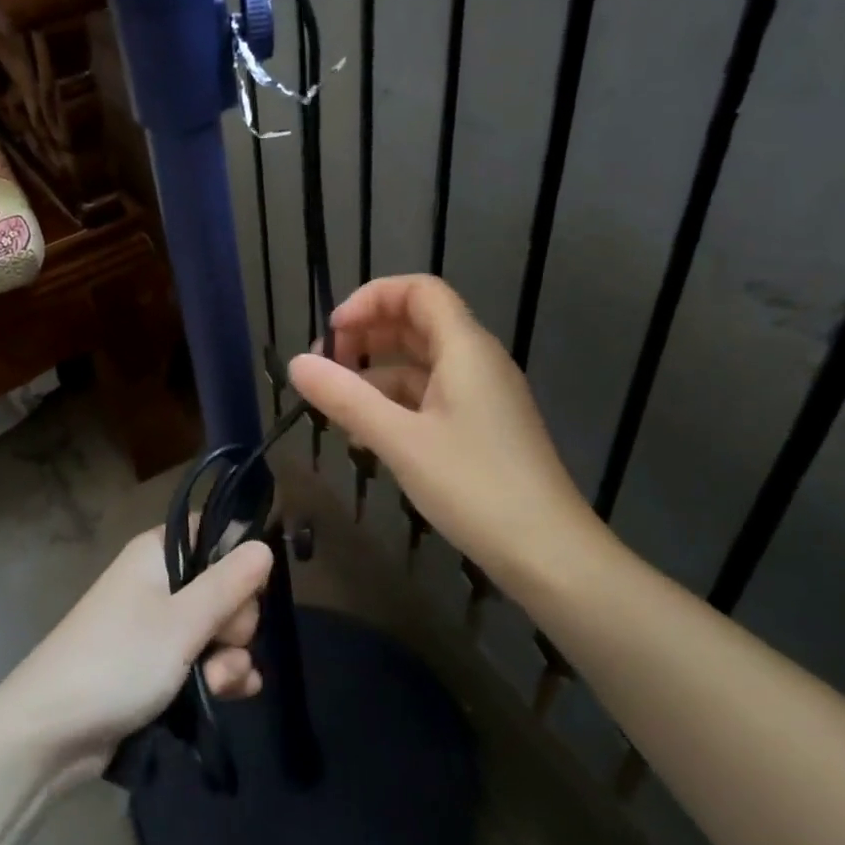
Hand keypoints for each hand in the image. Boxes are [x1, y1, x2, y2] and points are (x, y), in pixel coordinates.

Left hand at [0, 526, 272, 771]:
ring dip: (229, 658)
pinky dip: (219, 676)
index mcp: (157, 554)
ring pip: (216, 630)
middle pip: (223, 586)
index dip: (238, 559)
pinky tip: (233, 695)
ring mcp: (157, 627)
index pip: (212, 534)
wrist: (52, 732)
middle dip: (235, 623)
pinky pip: (202, 660)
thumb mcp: (182, 622)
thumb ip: (228, 584)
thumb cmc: (118, 661)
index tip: (249, 589)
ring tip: (219, 685)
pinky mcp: (157, 666)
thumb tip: (263, 545)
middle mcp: (158, 582)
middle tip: (221, 646)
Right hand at [288, 274, 599, 588]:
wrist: (548, 553)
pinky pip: (430, 396)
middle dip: (366, 335)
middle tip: (324, 368)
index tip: (333, 333)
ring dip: (375, 373)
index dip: (371, 299)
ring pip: (420, 364)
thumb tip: (296, 364)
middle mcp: (476, 362)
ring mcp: (481, 396)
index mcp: (465, 348)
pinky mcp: (480, 427)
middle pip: (416, 323)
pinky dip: (394, 403)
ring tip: (335, 404)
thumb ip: (345, 398)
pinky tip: (366, 434)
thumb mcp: (400, 440)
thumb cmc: (474, 486)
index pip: (418, 291)